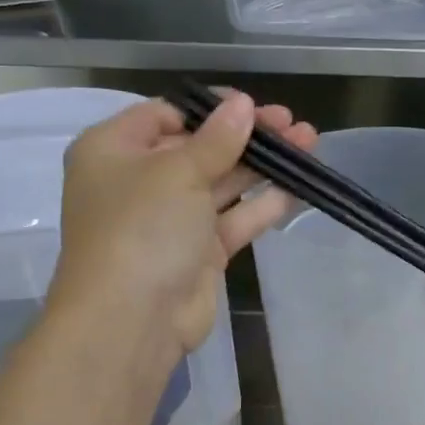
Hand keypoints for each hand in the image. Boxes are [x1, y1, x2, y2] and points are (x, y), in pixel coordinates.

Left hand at [47, 93, 316, 355]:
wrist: (133, 319)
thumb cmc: (142, 228)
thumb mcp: (177, 172)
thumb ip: (216, 139)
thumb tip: (243, 105)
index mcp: (114, 151)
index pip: (166, 115)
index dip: (211, 109)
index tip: (254, 106)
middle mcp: (141, 181)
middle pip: (200, 147)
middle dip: (248, 135)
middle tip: (293, 123)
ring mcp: (172, 219)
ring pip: (223, 182)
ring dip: (264, 165)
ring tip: (310, 144)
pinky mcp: (200, 251)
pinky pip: (235, 218)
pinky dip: (264, 203)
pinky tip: (299, 187)